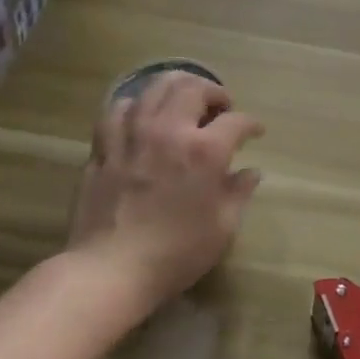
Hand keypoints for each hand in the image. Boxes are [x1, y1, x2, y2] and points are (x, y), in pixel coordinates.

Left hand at [68, 72, 262, 309]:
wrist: (110, 270)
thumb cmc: (176, 253)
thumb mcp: (223, 228)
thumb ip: (238, 193)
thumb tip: (250, 173)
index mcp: (205, 151)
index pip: (237, 121)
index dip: (251, 124)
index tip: (255, 132)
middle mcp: (169, 131)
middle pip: (193, 88)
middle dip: (214, 92)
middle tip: (221, 109)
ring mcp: (132, 135)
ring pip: (155, 88)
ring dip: (177, 89)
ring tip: (184, 104)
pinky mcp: (104, 147)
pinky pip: (119, 109)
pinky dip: (136, 106)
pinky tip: (142, 117)